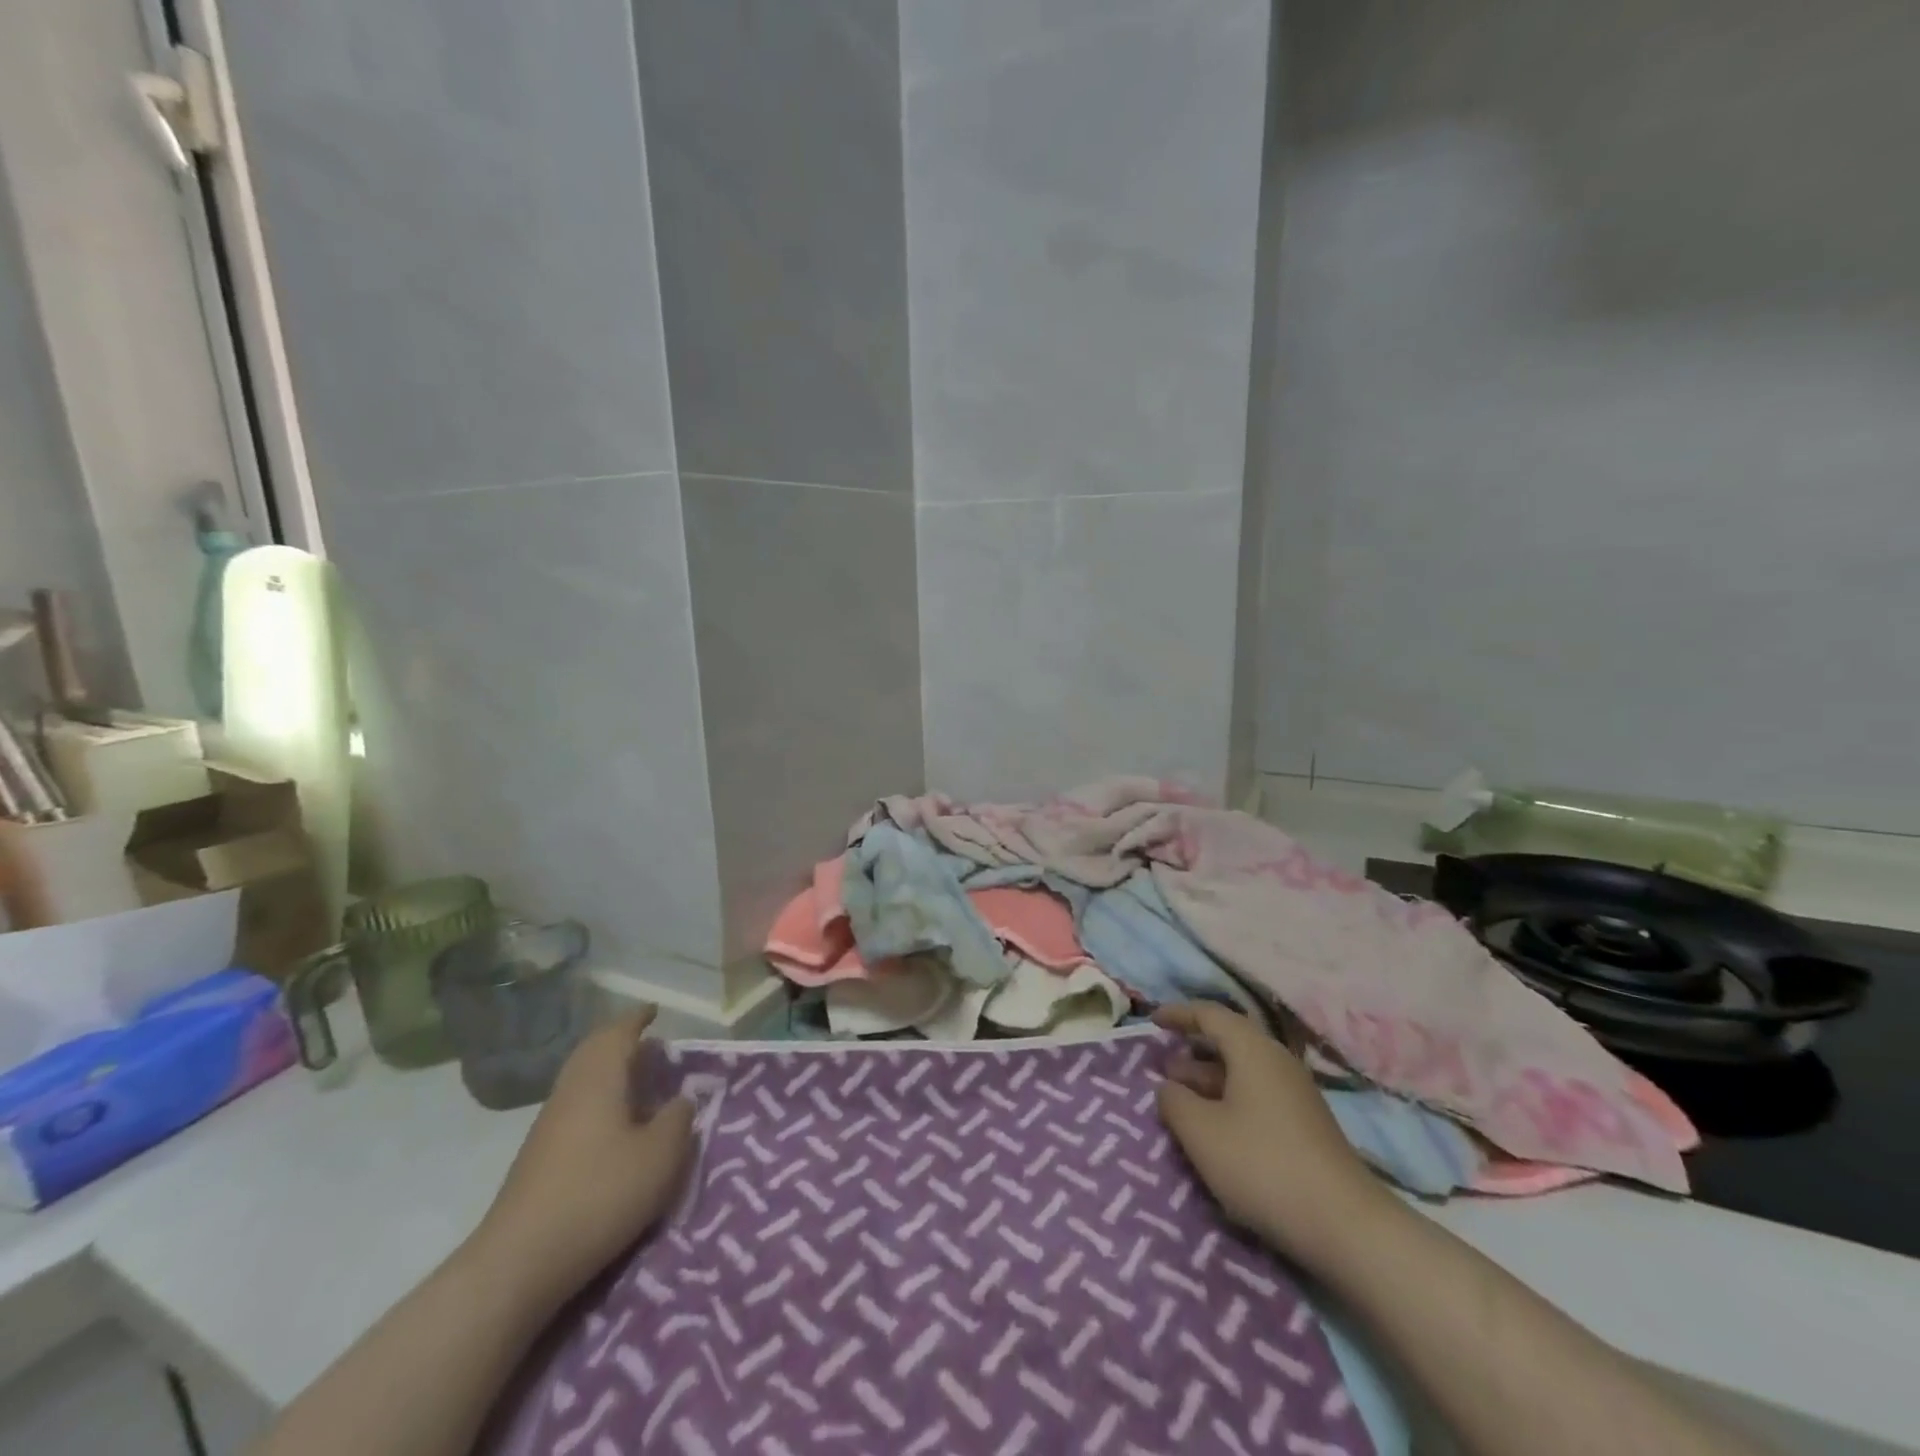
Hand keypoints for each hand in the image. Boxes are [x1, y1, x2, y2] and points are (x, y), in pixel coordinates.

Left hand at [469, 1009, 693, 1307]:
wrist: (518, 1264)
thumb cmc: (599, 1195)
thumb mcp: (660, 1156)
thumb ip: (678, 1119)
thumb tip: (680, 1100)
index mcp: (599, 1079)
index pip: (618, 1033)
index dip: (637, 1019)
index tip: (655, 1010)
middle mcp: (570, 1092)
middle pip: (592, 1052)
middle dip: (620, 1041)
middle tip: (650, 1043)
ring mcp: (548, 1126)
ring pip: (581, 1080)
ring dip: (609, 1072)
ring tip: (638, 1081)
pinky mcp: (538, 1158)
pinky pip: (575, 1107)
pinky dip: (598, 1100)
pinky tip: (615, 1125)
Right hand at [1154, 1002, 1390, 1268]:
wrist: (1345, 1226)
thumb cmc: (1263, 1166)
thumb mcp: (1201, 1133)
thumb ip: (1174, 1102)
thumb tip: (1168, 1087)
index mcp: (1252, 1050)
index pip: (1210, 1014)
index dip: (1178, 1014)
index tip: (1152, 1021)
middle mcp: (1276, 1062)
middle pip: (1229, 1041)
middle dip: (1192, 1050)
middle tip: (1161, 1066)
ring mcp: (1295, 1095)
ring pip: (1242, 1072)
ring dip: (1208, 1079)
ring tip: (1179, 1098)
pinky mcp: (1305, 1126)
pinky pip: (1256, 1096)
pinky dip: (1228, 1100)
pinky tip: (1214, 1129)